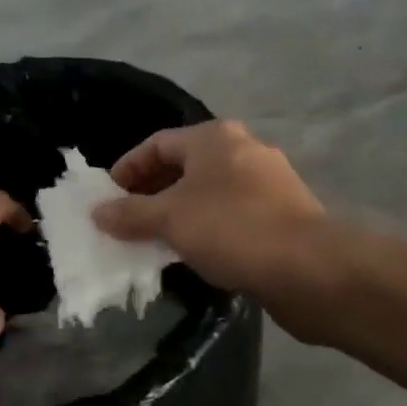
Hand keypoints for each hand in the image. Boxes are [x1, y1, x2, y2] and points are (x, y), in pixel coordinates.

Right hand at [93, 122, 325, 298]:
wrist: (309, 267)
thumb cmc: (232, 229)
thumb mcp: (170, 219)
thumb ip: (130, 214)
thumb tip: (97, 212)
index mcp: (215, 138)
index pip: (158, 144)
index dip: (127, 169)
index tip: (107, 199)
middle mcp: (244, 150)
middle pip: (185, 167)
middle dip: (152, 194)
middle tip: (127, 222)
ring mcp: (268, 182)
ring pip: (210, 193)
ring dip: (179, 214)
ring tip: (155, 242)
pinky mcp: (283, 214)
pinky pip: (232, 215)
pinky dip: (208, 229)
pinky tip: (195, 254)